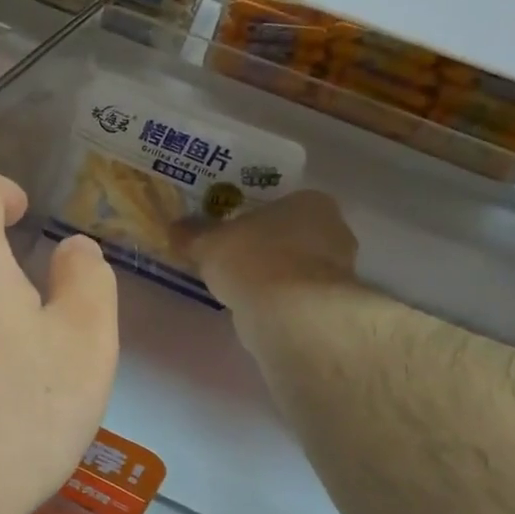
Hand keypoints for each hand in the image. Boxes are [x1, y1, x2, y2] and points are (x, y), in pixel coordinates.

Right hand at [179, 189, 360, 313]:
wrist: (288, 312)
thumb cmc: (252, 259)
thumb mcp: (209, 243)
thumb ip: (193, 234)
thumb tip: (175, 228)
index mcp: (310, 201)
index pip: (283, 204)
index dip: (256, 218)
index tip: (234, 232)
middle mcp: (334, 230)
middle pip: (293, 235)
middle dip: (267, 246)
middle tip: (235, 258)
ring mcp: (339, 270)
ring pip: (298, 267)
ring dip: (275, 275)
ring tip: (242, 286)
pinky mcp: (333, 305)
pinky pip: (299, 295)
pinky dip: (281, 300)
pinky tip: (258, 307)